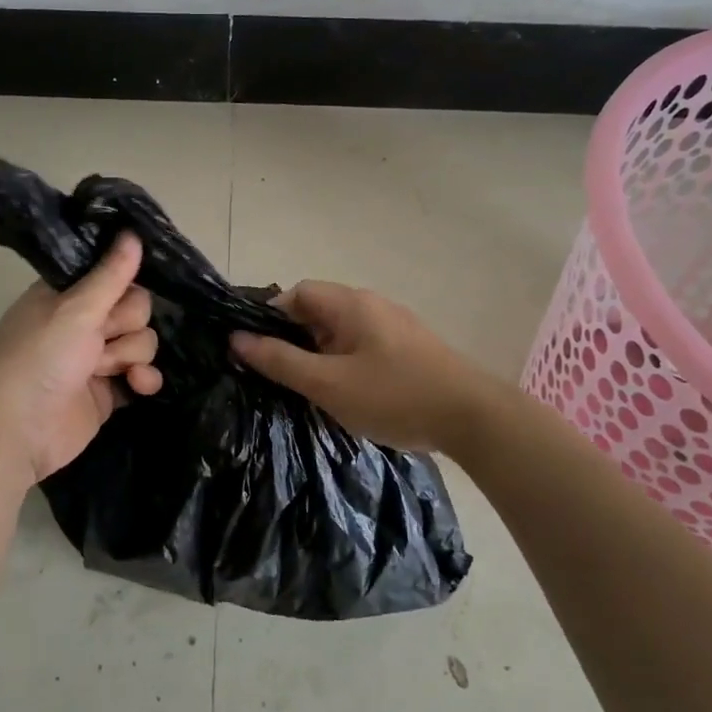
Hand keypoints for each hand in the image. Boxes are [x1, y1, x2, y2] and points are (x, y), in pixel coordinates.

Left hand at [0, 233, 162, 488]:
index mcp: (67, 295)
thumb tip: (133, 231)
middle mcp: (82, 323)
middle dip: (127, 324)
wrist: (16, 431)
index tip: (122, 292)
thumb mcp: (75, 309)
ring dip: (131, 354)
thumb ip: (111, 275)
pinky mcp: (107, 392)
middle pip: (135, 309)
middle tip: (102, 337)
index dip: (124, 284)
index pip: (113, 275)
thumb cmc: (39, 358)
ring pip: (141, 341)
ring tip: (106, 371)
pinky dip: (144, 379)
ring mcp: (95, 359)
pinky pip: (141, 375)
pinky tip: (139, 385)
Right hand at [230, 281, 499, 453]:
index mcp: (351, 304)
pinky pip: (363, 347)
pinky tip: (348, 395)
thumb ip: (280, 361)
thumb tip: (237, 339)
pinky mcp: (411, 349)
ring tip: (310, 390)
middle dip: (294, 340)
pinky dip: (345, 364)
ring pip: (341, 332)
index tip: (258, 352)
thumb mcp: (327, 383)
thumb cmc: (394, 395)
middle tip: (281, 377)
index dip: (271, 318)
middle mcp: (373, 305)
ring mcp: (395, 326)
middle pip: (319, 311)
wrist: (474, 418)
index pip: (298, 293)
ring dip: (320, 355)